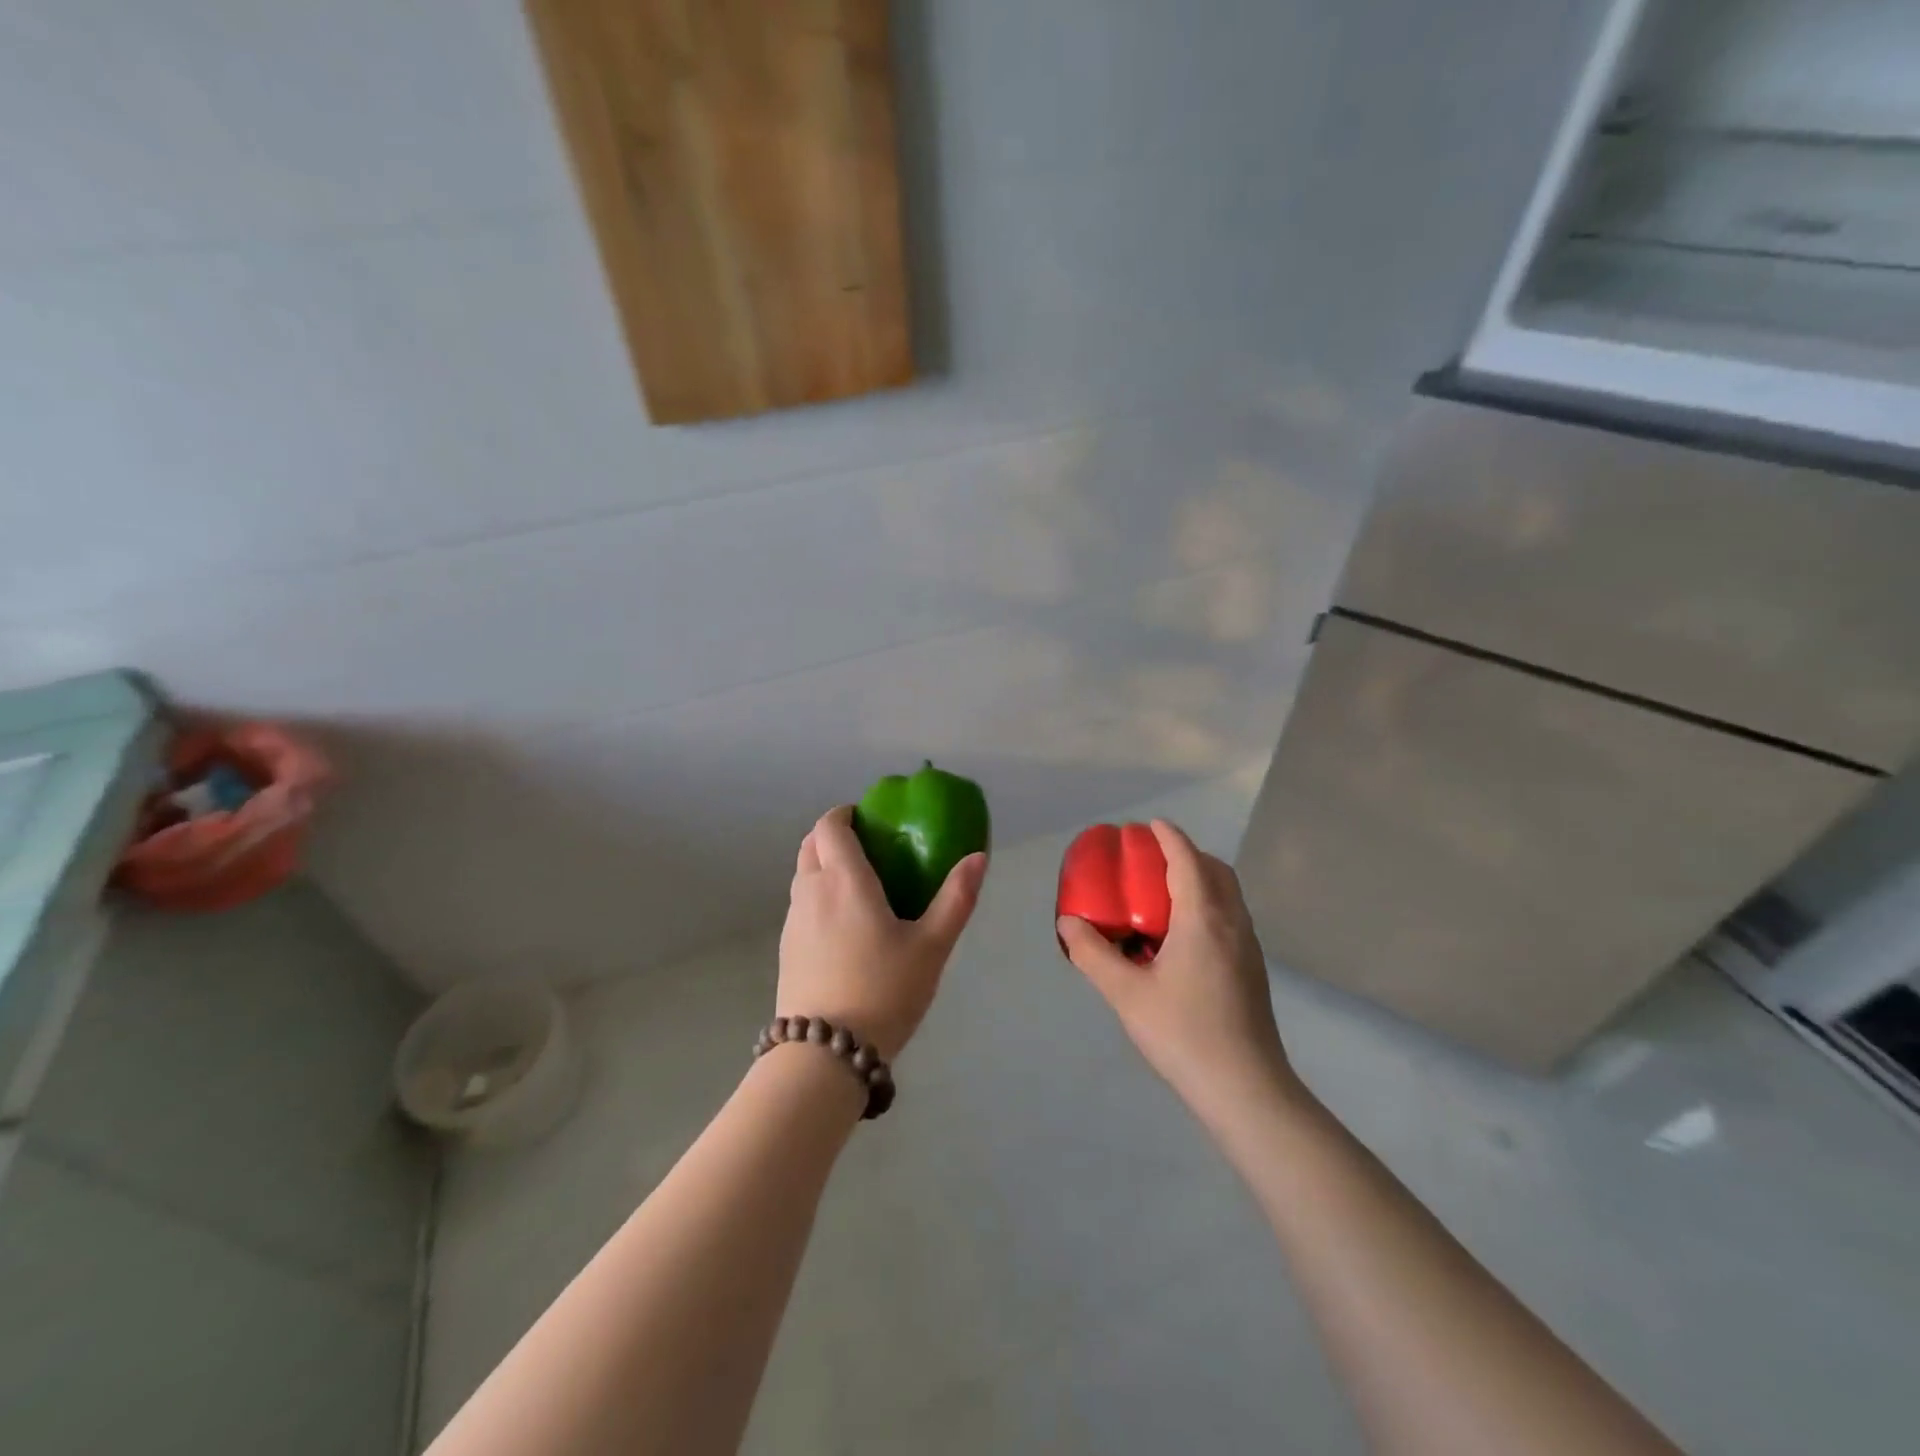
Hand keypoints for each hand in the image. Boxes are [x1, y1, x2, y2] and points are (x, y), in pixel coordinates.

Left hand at [779, 806, 986, 1062]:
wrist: (825, 1053)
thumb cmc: (884, 990)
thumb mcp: (931, 946)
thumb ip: (956, 898)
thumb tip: (978, 857)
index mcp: (844, 881)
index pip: (830, 826)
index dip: (845, 814)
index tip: (868, 818)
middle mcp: (811, 891)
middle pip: (810, 845)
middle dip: (833, 835)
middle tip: (868, 847)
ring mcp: (793, 921)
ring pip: (802, 875)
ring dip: (823, 865)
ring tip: (858, 886)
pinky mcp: (785, 949)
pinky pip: (800, 904)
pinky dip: (816, 895)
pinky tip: (843, 927)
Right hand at [1058, 819, 1298, 1113]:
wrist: (1247, 1090)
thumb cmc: (1184, 1034)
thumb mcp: (1127, 994)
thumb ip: (1093, 954)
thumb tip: (1068, 922)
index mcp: (1204, 919)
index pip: (1188, 861)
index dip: (1169, 837)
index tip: (1149, 825)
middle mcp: (1232, 924)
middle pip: (1216, 871)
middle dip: (1188, 855)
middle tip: (1153, 860)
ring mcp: (1247, 948)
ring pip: (1228, 895)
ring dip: (1200, 880)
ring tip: (1163, 896)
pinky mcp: (1252, 970)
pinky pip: (1230, 917)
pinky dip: (1208, 905)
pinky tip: (1181, 938)